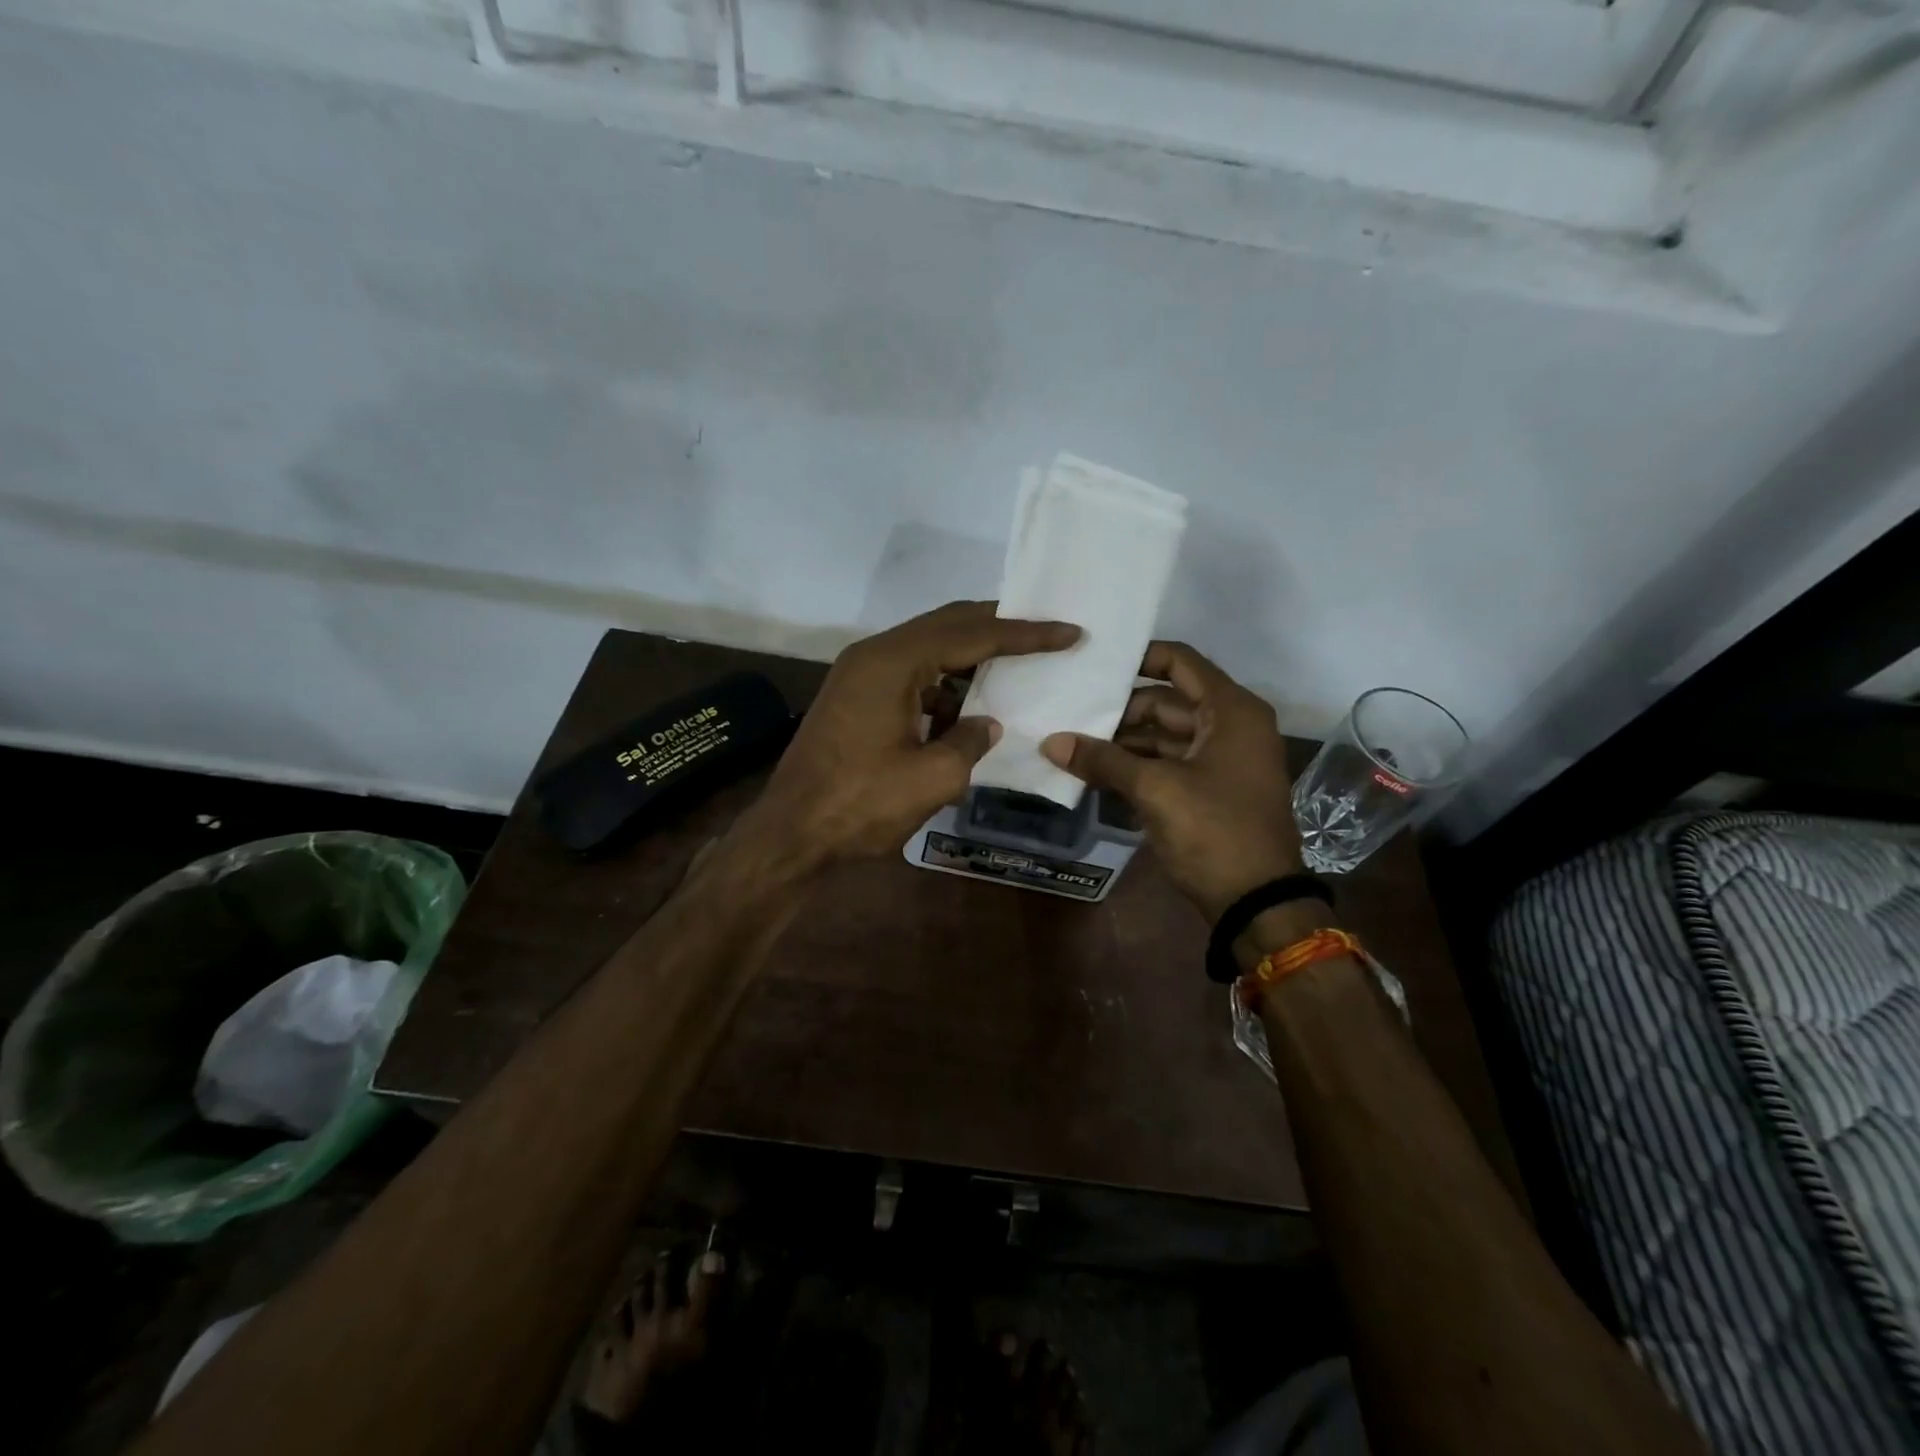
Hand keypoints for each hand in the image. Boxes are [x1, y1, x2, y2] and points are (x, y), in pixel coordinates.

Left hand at [756, 601, 1079, 863]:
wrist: (791, 834)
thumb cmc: (860, 805)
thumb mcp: (932, 778)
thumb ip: (970, 741)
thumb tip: (986, 724)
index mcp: (893, 662)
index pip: (972, 634)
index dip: (1024, 634)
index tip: (1068, 632)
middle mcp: (874, 655)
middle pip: (947, 625)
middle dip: (997, 627)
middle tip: (1044, 629)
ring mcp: (859, 675)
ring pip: (927, 649)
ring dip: (969, 656)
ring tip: (1014, 664)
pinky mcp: (854, 697)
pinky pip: (910, 675)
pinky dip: (942, 684)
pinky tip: (967, 707)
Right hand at [1041, 641, 1303, 921]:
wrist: (1257, 901)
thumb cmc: (1214, 831)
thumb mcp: (1155, 789)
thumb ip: (1103, 760)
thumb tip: (1050, 743)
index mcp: (1230, 710)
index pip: (1180, 661)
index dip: (1138, 657)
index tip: (1094, 664)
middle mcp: (1231, 725)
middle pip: (1167, 701)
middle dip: (1120, 711)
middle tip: (1072, 714)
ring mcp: (1223, 759)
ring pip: (1165, 735)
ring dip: (1124, 742)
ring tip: (1075, 744)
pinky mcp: (1212, 789)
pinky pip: (1170, 763)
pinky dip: (1138, 765)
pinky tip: (1098, 772)